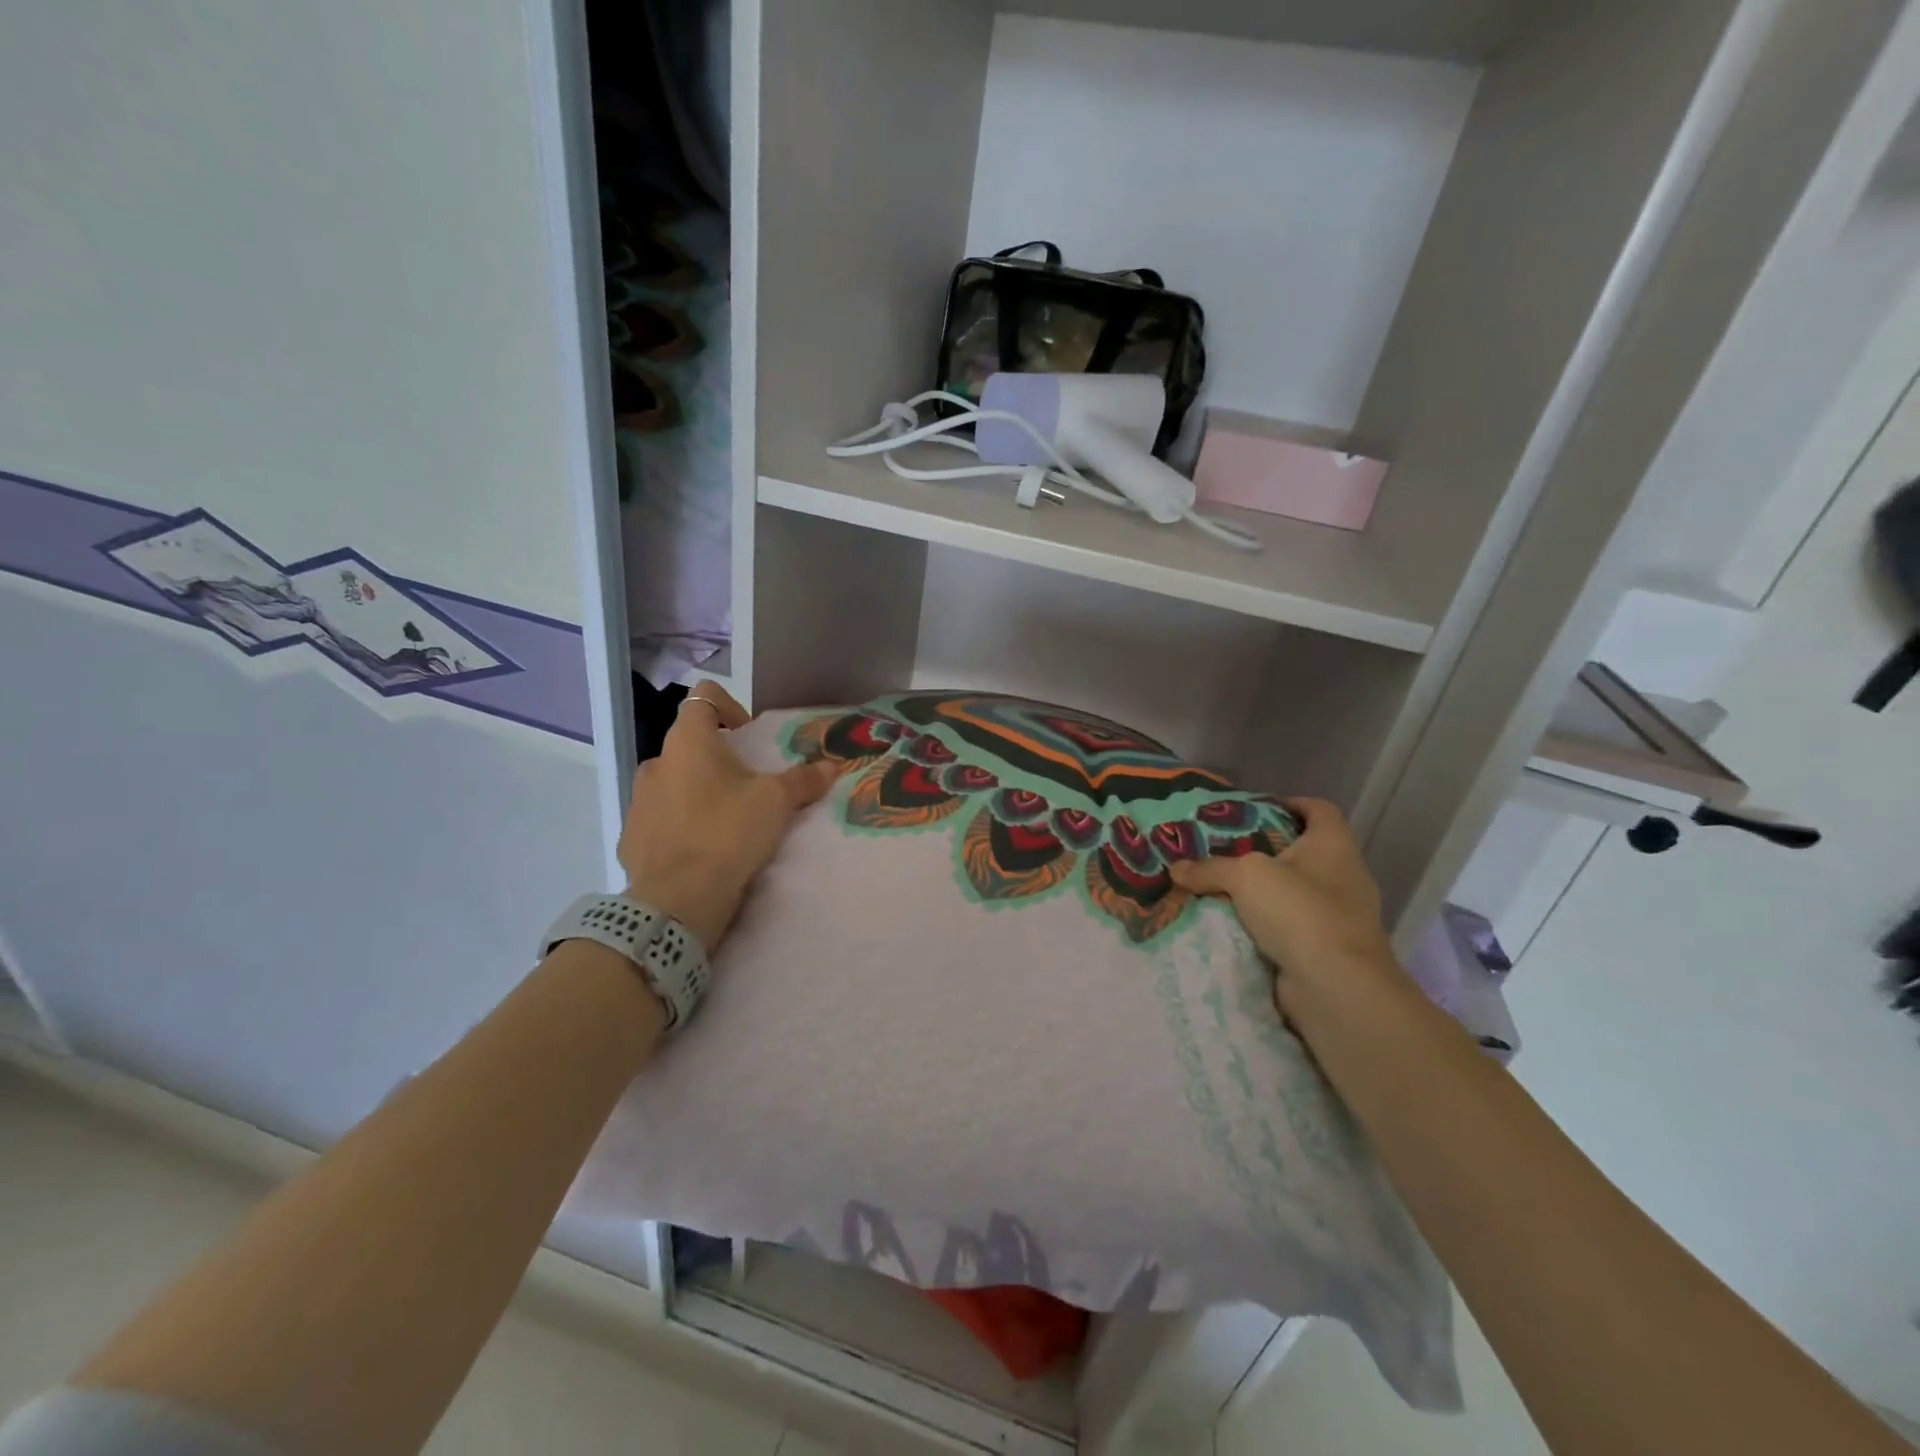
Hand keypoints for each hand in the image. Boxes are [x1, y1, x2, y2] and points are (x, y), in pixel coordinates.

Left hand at [618, 682, 837, 951]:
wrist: (678, 901)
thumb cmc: (727, 833)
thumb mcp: (776, 803)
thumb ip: (803, 780)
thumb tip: (830, 767)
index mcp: (687, 742)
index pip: (703, 697)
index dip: (730, 706)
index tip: (750, 736)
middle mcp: (656, 763)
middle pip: (691, 745)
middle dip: (720, 760)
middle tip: (749, 787)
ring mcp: (638, 801)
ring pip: (675, 783)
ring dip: (700, 792)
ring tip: (728, 822)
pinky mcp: (631, 837)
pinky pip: (662, 819)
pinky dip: (682, 825)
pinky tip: (704, 851)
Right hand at [1169, 798, 1403, 1018]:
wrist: (1336, 988)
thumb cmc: (1299, 912)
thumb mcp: (1245, 876)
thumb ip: (1210, 868)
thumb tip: (1177, 868)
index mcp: (1334, 845)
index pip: (1318, 809)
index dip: (1290, 803)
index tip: (1257, 809)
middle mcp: (1345, 875)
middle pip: (1303, 851)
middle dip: (1265, 850)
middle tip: (1225, 850)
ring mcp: (1342, 915)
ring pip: (1296, 892)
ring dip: (1264, 892)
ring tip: (1223, 888)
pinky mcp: (1331, 949)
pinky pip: (1293, 927)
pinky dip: (1268, 925)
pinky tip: (1236, 926)